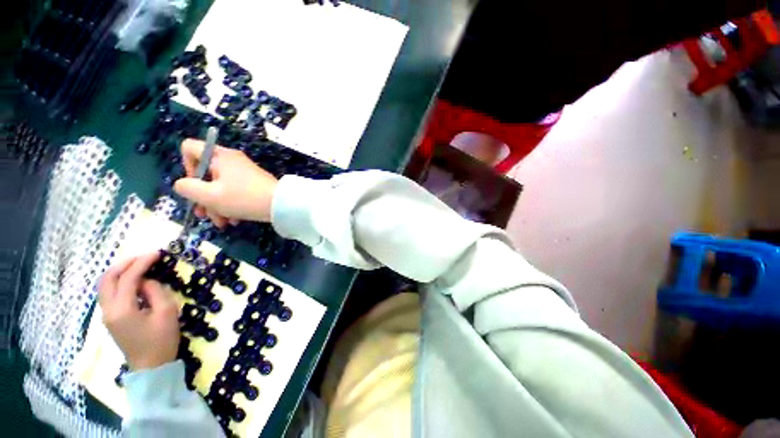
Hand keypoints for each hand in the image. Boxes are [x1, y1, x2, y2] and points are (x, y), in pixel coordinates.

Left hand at [98, 252, 179, 370]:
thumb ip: (155, 292)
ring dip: (120, 271)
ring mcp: (107, 315)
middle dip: (125, 263)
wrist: (151, 367)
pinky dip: (120, 282)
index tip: (157, 253)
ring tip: (140, 265)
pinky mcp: (111, 319)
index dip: (142, 263)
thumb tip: (147, 281)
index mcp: (122, 309)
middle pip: (108, 279)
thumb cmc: (162, 340)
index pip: (128, 278)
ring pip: (105, 285)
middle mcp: (108, 310)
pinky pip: (110, 293)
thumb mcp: (166, 313)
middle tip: (145, 256)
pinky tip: (134, 281)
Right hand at [173, 139, 278, 226]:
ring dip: (217, 206)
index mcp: (220, 156)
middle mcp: (232, 161)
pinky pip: (234, 193)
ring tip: (223, 223)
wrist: (282, 206)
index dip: (186, 166)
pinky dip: (231, 206)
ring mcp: (244, 173)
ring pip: (220, 187)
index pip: (190, 148)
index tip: (194, 185)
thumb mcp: (209, 195)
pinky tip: (234, 221)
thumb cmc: (244, 198)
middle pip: (205, 175)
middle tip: (204, 215)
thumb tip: (182, 184)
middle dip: (203, 198)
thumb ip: (187, 188)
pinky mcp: (253, 185)